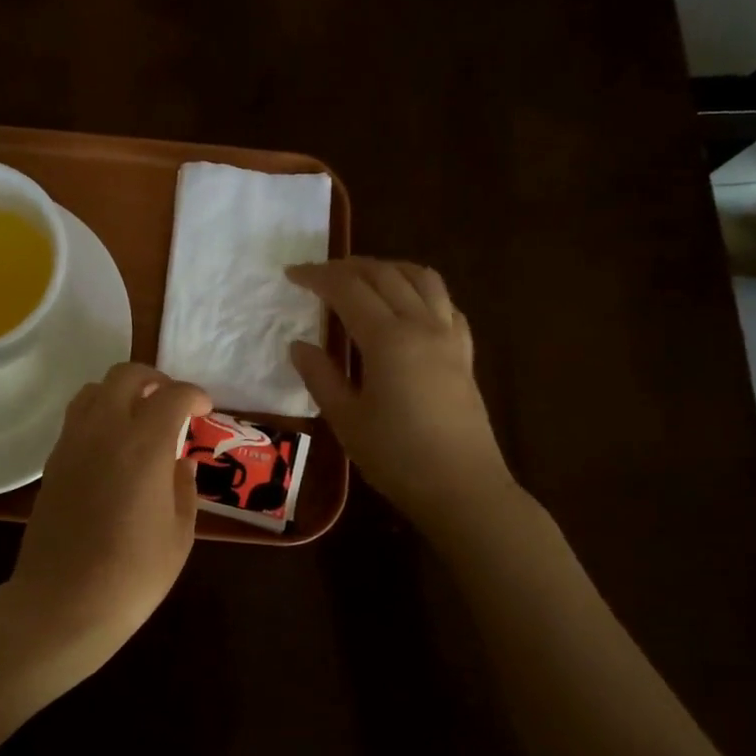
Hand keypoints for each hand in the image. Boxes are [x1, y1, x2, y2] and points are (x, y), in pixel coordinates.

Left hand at [5, 362, 210, 682]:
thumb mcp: (179, 534)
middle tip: (171, 403)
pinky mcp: (53, 463)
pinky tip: (112, 447)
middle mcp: (105, 431)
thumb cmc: (133, 575)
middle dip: (155, 380)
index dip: (194, 395)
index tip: (204, 410)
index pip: (172, 395)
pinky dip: (98, 415)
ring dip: (120, 392)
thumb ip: (184, 488)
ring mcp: (72, 444)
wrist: (64, 603)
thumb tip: (179, 462)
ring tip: (139, 418)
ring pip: (94, 390)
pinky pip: (76, 418)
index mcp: (144, 445)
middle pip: (126, 375)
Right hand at [286, 258, 513, 525]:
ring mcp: (449, 336)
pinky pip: (445, 303)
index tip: (291, 274)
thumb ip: (320, 376)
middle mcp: (422, 325)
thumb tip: (299, 345)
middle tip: (319, 275)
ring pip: (422, 278)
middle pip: (385, 275)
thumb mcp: (346, 419)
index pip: (348, 289)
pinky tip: (407, 306)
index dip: (317, 276)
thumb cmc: (396, 457)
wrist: (462, 488)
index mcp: (388, 339)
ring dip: (388, 268)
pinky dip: (420, 290)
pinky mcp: (464, 353)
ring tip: (363, 278)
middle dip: (348, 267)